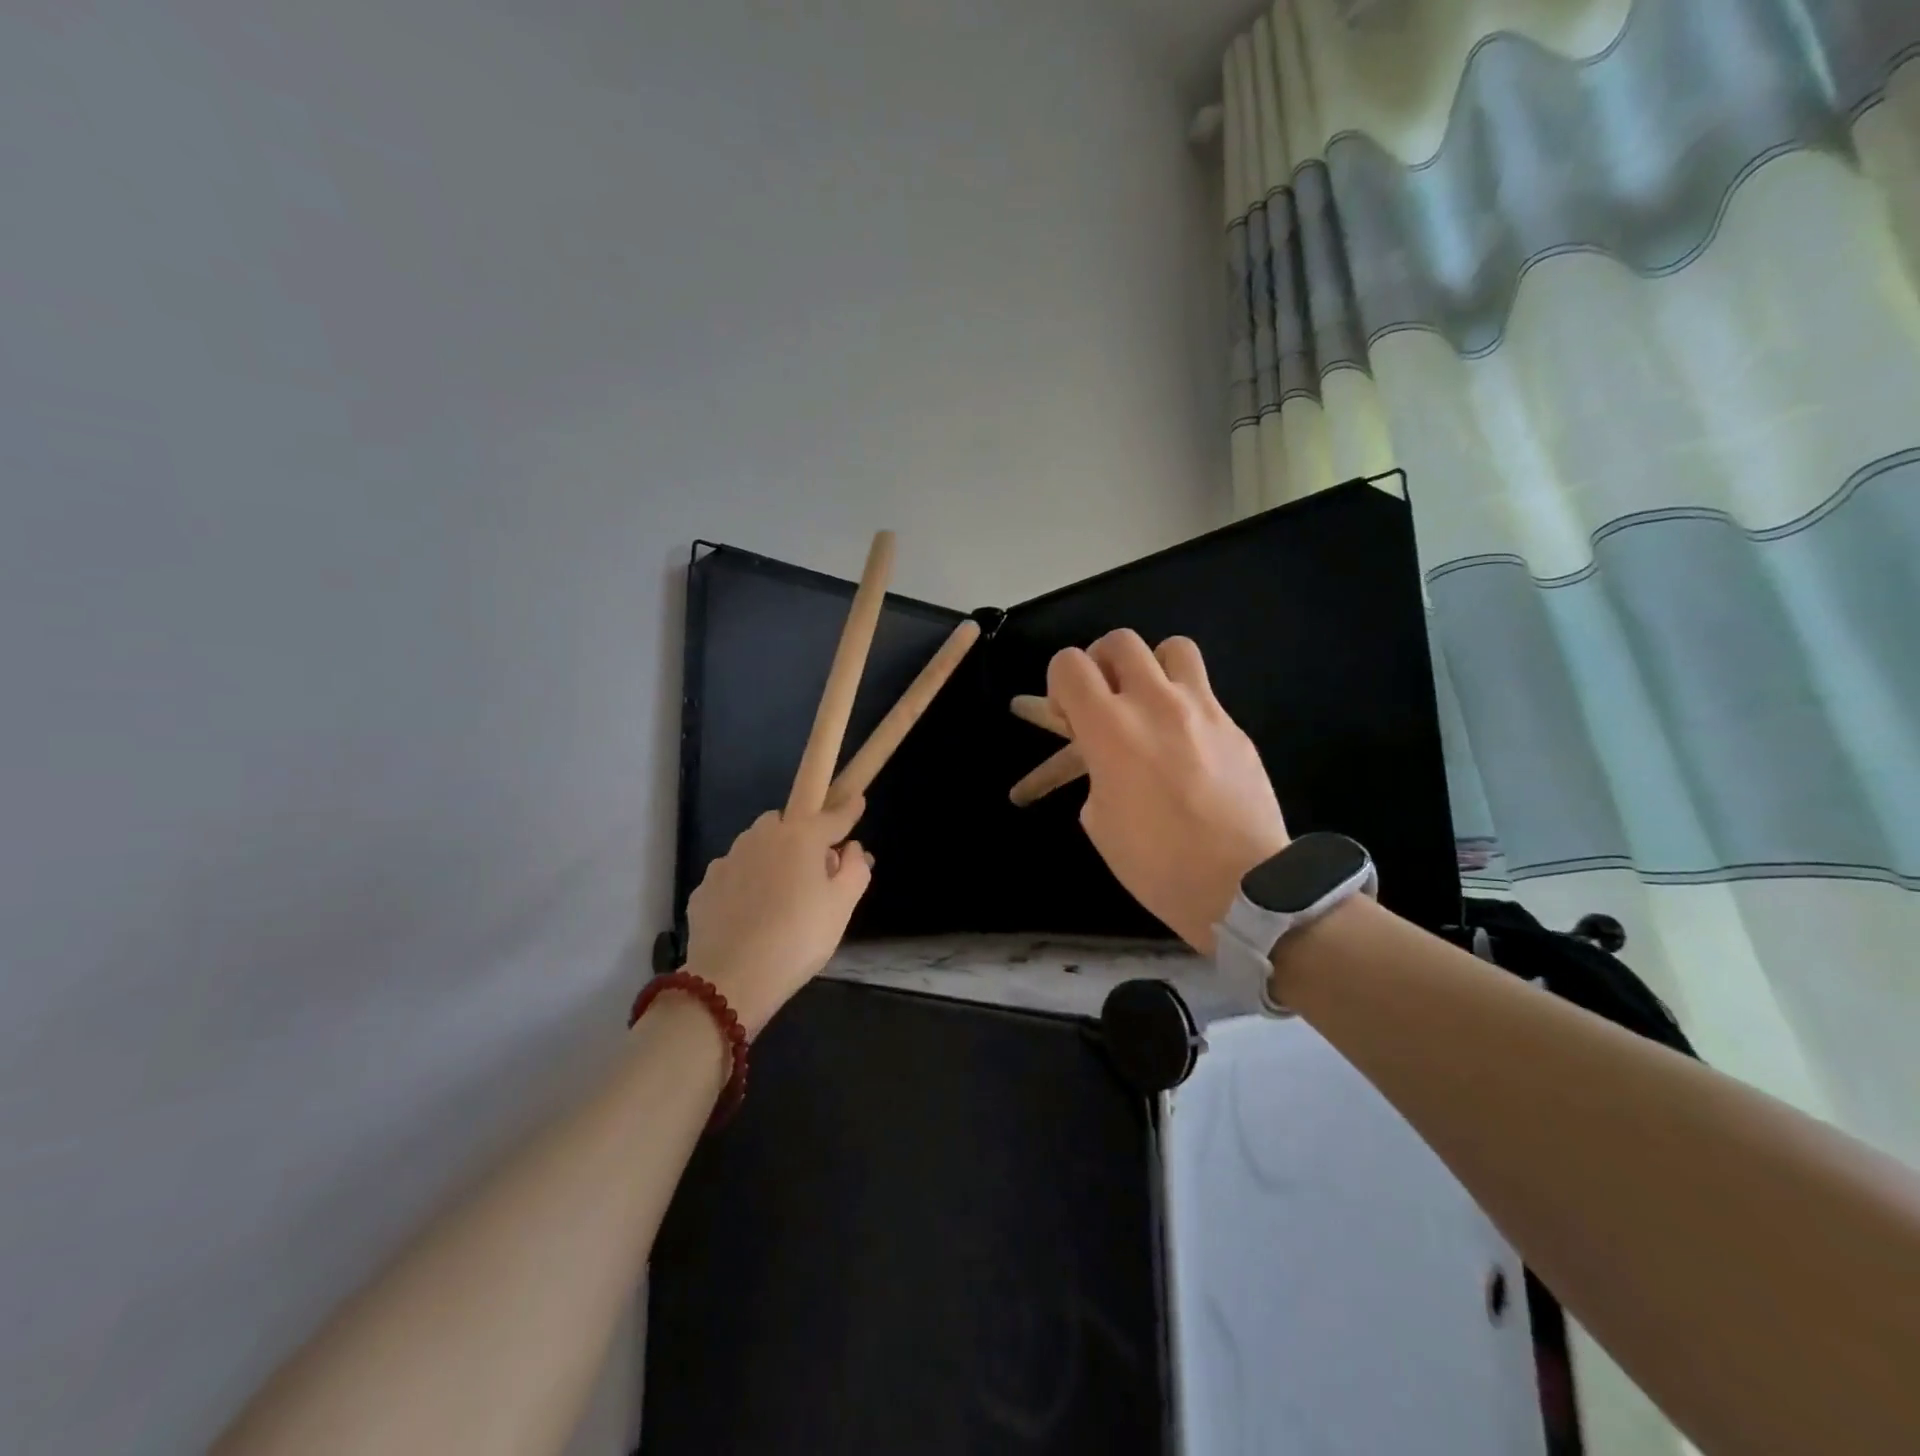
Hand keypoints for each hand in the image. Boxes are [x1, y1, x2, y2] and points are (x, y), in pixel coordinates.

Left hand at [682, 797, 872, 1034]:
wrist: (732, 979)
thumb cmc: (799, 938)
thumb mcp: (842, 906)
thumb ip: (855, 869)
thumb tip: (852, 849)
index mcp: (800, 837)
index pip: (832, 817)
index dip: (848, 810)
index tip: (857, 800)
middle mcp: (761, 837)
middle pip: (787, 823)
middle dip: (802, 835)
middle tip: (814, 869)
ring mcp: (727, 860)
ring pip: (756, 846)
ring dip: (771, 858)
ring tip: (780, 894)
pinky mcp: (705, 886)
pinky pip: (734, 875)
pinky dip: (746, 884)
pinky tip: (751, 913)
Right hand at [1047, 631, 1287, 954]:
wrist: (1242, 885)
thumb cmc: (1155, 863)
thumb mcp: (1099, 820)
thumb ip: (1095, 771)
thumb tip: (1106, 757)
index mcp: (1109, 729)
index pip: (1069, 664)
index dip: (1059, 681)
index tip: (1065, 713)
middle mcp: (1153, 703)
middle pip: (1119, 641)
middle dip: (1102, 663)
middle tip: (1103, 698)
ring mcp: (1201, 709)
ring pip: (1172, 648)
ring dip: (1152, 667)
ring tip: (1149, 700)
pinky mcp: (1233, 725)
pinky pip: (1203, 690)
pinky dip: (1184, 702)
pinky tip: (1186, 742)